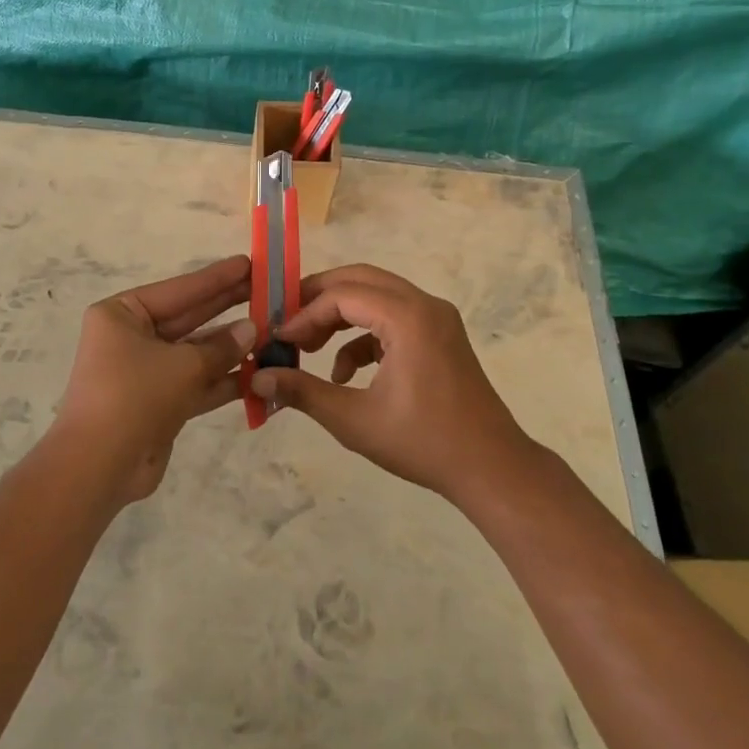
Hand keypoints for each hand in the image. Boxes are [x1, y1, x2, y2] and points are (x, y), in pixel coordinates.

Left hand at [51, 256, 254, 502]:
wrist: (98, 467)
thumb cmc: (134, 397)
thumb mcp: (183, 365)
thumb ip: (221, 347)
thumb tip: (251, 329)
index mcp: (122, 314)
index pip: (179, 290)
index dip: (216, 278)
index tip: (249, 262)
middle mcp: (131, 338)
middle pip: (189, 318)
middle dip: (227, 308)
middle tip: (267, 290)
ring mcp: (145, 372)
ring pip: (195, 353)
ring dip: (231, 347)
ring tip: (272, 332)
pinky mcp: (158, 404)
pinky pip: (196, 383)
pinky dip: (223, 380)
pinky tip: (258, 372)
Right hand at [249, 264, 530, 500]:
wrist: (491, 469)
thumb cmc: (423, 443)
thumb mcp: (353, 420)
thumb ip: (302, 392)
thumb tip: (256, 379)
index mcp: (408, 317)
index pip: (342, 295)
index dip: (304, 314)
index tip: (278, 340)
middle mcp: (425, 305)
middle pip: (359, 280)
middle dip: (318, 300)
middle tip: (286, 322)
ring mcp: (437, 318)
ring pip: (376, 296)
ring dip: (340, 316)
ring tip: (308, 347)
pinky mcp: (440, 335)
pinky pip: (392, 318)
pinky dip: (363, 335)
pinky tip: (344, 373)